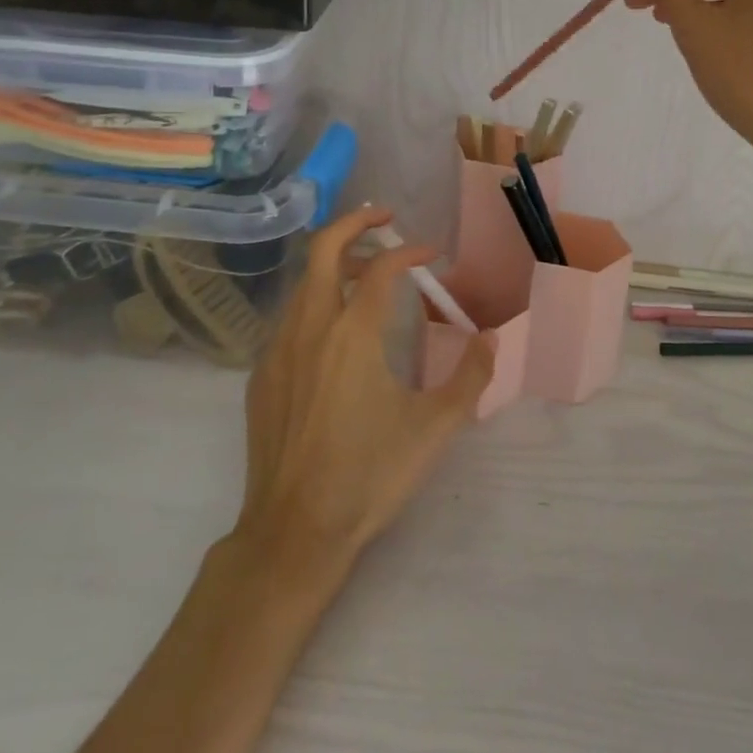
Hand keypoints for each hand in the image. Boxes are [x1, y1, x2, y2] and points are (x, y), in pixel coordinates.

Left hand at [234, 205, 495, 565]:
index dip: (410, 251)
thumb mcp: (435, 428)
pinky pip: (288, 318)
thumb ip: (471, 376)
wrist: (294, 533)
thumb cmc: (369, 476)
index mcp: (353, 335)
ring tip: (365, 271)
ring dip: (334, 263)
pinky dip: (314, 300)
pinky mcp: (261, 376)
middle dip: (354, 223)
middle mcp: (310, 329)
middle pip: (322, 250)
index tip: (433, 254)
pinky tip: (334, 330)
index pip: (381, 268)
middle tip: (384, 219)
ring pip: (301, 282)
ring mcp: (278, 351)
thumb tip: (491, 338)